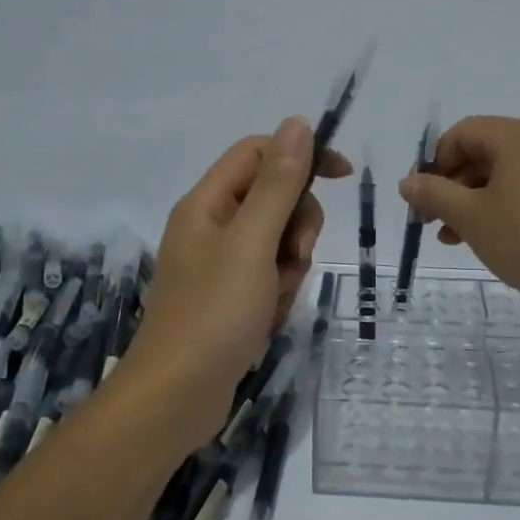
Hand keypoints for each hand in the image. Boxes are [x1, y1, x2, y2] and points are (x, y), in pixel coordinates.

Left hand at [126, 117, 350, 420]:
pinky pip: (270, 277)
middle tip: (295, 257)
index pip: (258, 154)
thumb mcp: (253, 242)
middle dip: (296, 226)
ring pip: (278, 242)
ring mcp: (220, 265)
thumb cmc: (214, 313)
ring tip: (274, 299)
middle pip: (273, 199)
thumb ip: (278, 184)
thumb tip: (297, 123)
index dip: (300, 156)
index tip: (342, 176)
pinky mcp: (229, 298)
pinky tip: (268, 319)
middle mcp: (211, 227)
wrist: (177, 397)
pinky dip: (278, 294)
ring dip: (289, 267)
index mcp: (207, 203)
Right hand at [398, 116, 519, 310]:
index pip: (462, 133)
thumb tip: (408, 181)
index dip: (434, 164)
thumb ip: (436, 195)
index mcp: (518, 135)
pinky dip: (511, 207)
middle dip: (455, 188)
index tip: (423, 201)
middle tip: (436, 225)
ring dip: (479, 202)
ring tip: (462, 240)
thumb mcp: (473, 219)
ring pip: (511, 175)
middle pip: (486, 153)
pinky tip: (504, 240)